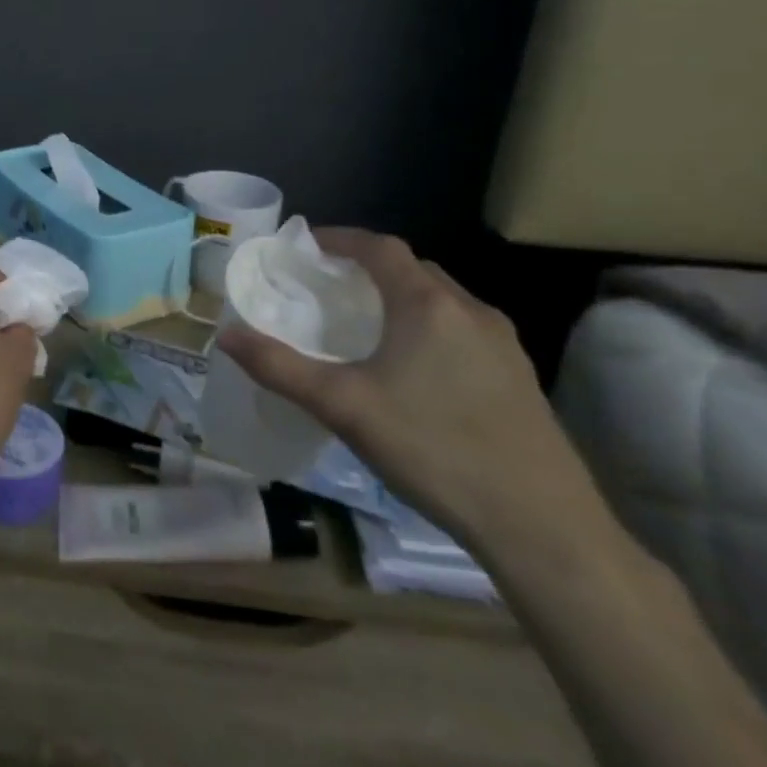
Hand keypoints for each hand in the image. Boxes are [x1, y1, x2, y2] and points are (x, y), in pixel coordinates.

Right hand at [216, 229, 611, 560]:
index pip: (381, 248)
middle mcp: (471, 312)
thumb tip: (224, 336)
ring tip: (360, 326)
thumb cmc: (433, 449)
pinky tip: (408, 369)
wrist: (542, 526)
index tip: (303, 248)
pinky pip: (461, 330)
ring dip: (397, 299)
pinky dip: (425, 327)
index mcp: (428, 306)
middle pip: (412, 269)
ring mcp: (503, 345)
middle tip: (324, 288)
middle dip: (366, 269)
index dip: (340, 239)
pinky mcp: (518, 378)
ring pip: (441, 301)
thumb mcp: (342, 406)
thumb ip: (279, 366)